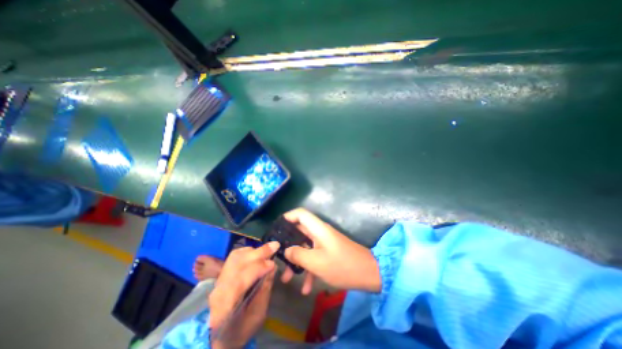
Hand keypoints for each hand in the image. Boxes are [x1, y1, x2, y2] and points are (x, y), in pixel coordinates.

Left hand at [208, 241, 278, 348]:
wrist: (217, 336)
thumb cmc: (240, 330)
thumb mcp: (257, 316)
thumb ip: (264, 290)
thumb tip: (272, 266)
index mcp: (224, 307)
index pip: (240, 280)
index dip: (258, 268)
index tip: (273, 264)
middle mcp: (218, 289)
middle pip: (237, 263)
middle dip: (258, 253)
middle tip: (275, 246)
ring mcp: (218, 280)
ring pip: (235, 257)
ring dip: (253, 251)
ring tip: (267, 250)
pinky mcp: (221, 274)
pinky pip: (234, 257)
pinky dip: (247, 251)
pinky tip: (257, 253)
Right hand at [281, 210, 378, 294]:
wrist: (369, 274)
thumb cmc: (342, 265)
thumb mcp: (316, 262)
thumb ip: (298, 254)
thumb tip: (287, 250)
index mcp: (318, 229)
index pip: (300, 214)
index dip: (288, 217)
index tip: (276, 229)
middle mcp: (320, 233)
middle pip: (299, 232)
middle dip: (288, 246)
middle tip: (278, 258)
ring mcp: (324, 243)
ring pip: (305, 247)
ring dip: (297, 262)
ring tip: (287, 279)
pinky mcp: (329, 252)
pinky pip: (315, 257)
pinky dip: (309, 270)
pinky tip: (306, 289)